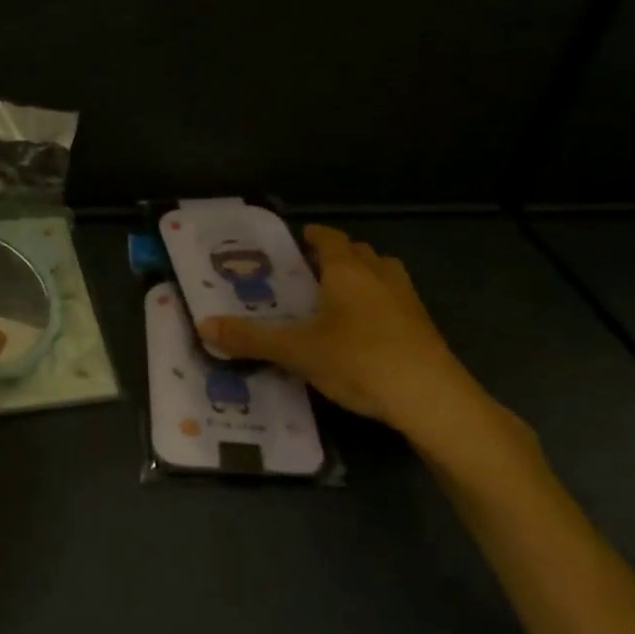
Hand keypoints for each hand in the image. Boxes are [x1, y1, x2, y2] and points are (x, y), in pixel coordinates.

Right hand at [199, 225, 537, 484]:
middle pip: (357, 252)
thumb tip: (204, 326)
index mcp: (347, 270)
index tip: (296, 241)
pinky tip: (366, 332)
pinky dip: (379, 304)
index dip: (312, 236)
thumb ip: (251, 339)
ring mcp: (407, 299)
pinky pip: (396, 300)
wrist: (430, 398)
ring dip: (362, 277)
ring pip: (382, 273)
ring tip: (338, 299)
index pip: (329, 238)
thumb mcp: (297, 351)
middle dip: (335, 256)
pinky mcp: (424, 326)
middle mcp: (379, 275)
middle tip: (308, 274)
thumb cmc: (358, 360)